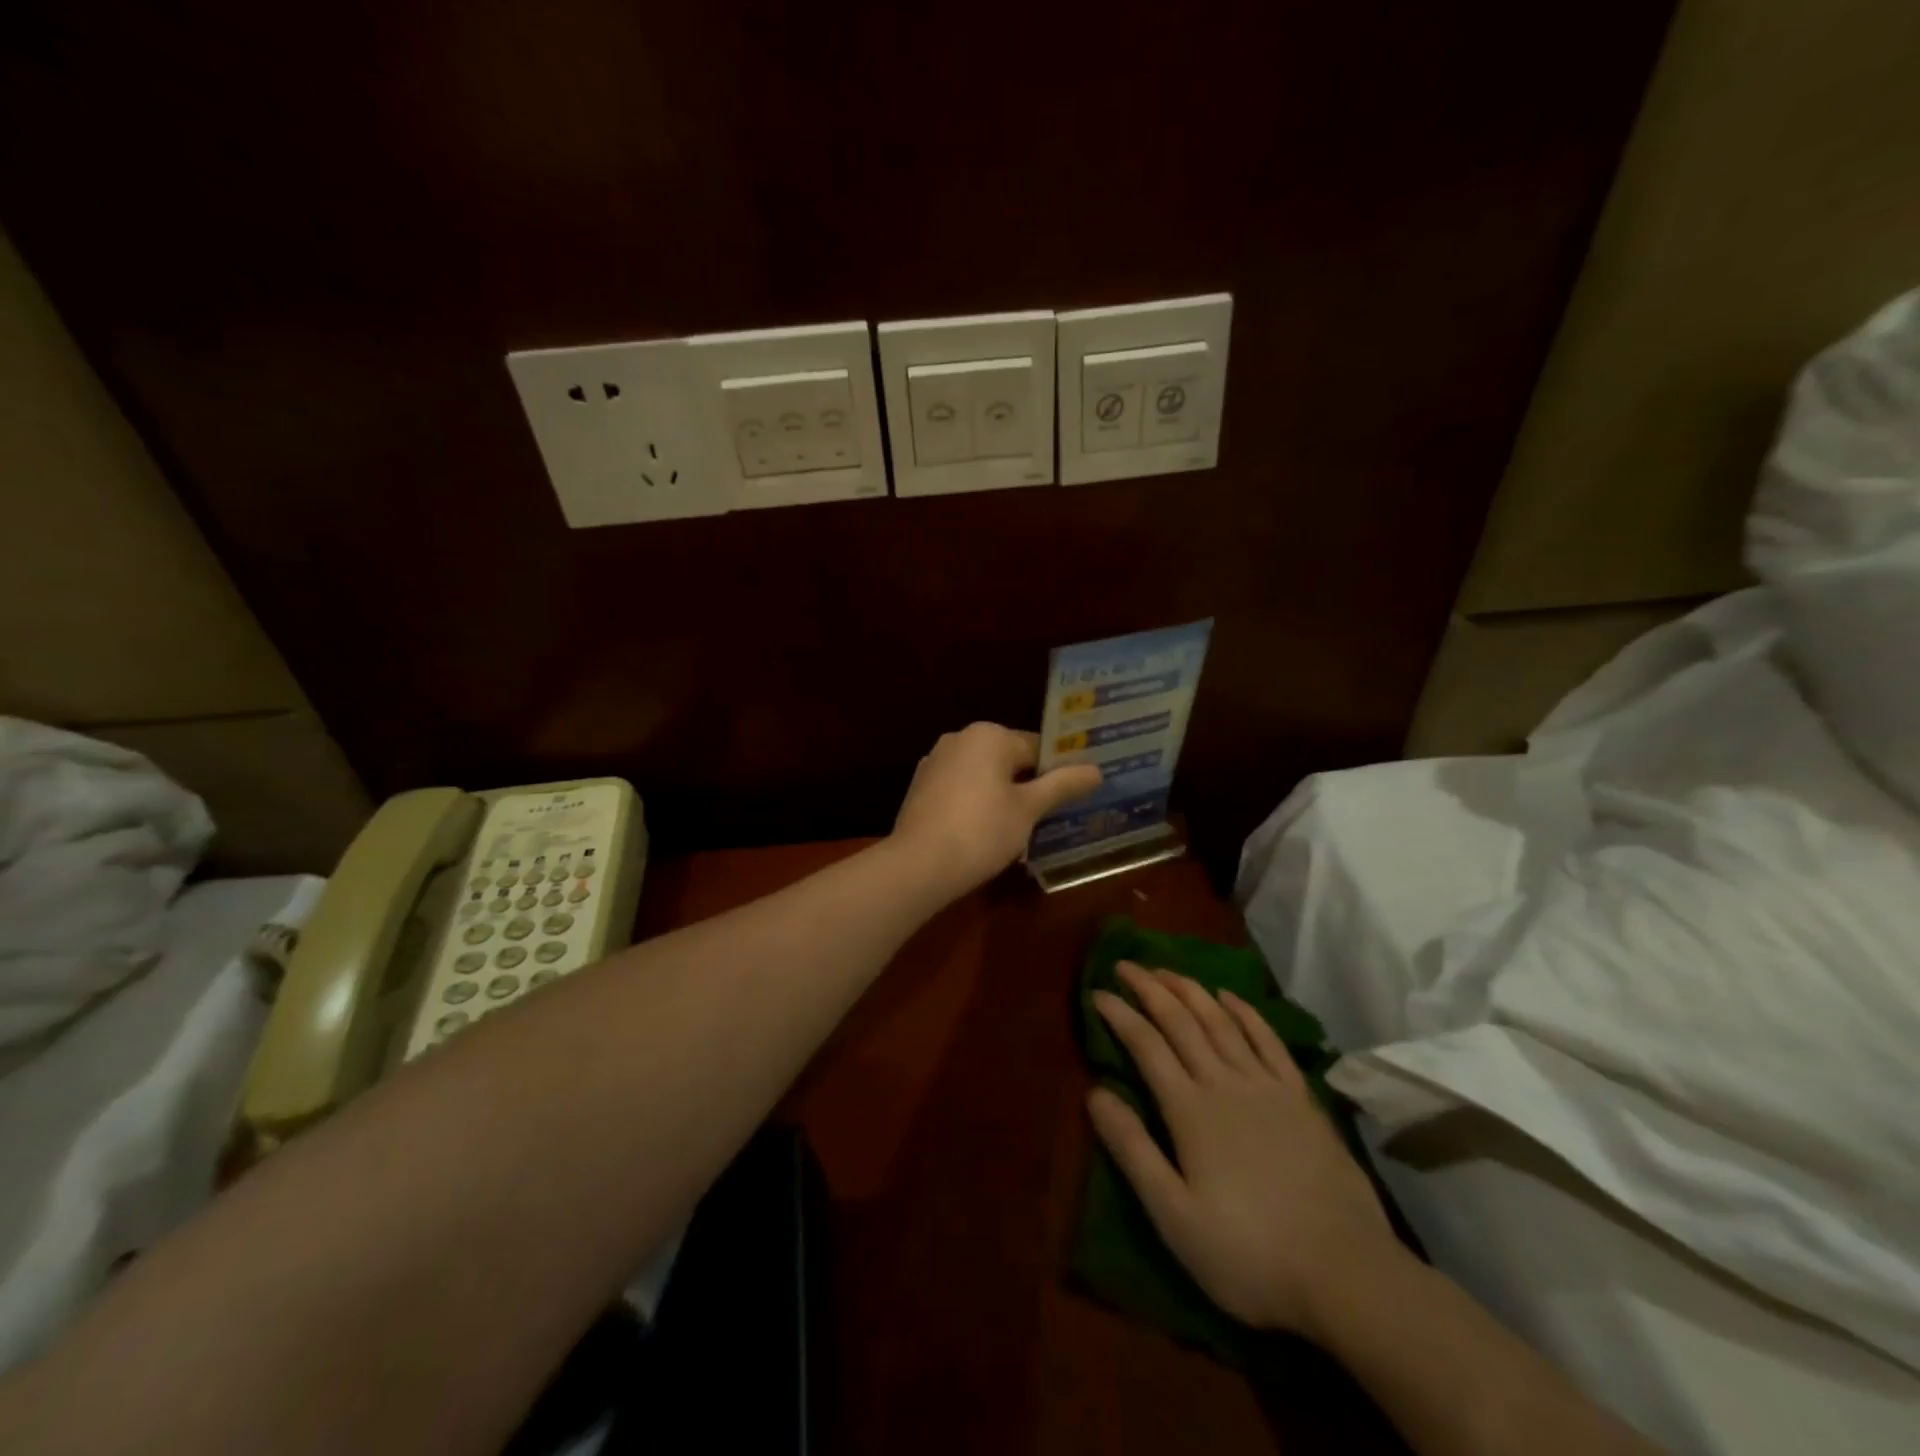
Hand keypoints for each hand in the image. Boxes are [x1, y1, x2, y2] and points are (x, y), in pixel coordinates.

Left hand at [890, 723, 1101, 897]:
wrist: (919, 865)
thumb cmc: (982, 830)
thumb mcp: (1029, 809)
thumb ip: (1062, 785)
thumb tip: (1095, 770)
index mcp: (988, 735)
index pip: (1037, 747)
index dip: (1058, 772)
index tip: (1072, 798)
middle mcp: (959, 739)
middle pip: (1009, 759)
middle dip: (1029, 785)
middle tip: (1051, 817)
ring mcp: (935, 762)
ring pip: (983, 775)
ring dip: (1003, 796)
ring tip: (1022, 830)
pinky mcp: (921, 788)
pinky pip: (961, 790)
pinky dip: (976, 805)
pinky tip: (985, 834)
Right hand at [1088, 963, 1402, 1336]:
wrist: (1346, 1274)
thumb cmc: (1249, 1254)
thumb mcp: (1174, 1215)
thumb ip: (1132, 1149)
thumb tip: (1095, 1092)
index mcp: (1190, 1109)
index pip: (1146, 1044)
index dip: (1119, 1014)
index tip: (1097, 992)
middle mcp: (1224, 1082)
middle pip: (1180, 1021)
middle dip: (1149, 988)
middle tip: (1126, 965)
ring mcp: (1266, 1085)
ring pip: (1220, 1020)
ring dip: (1190, 989)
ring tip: (1166, 970)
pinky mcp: (1300, 1097)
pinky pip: (1267, 1038)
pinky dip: (1244, 1011)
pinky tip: (1229, 997)